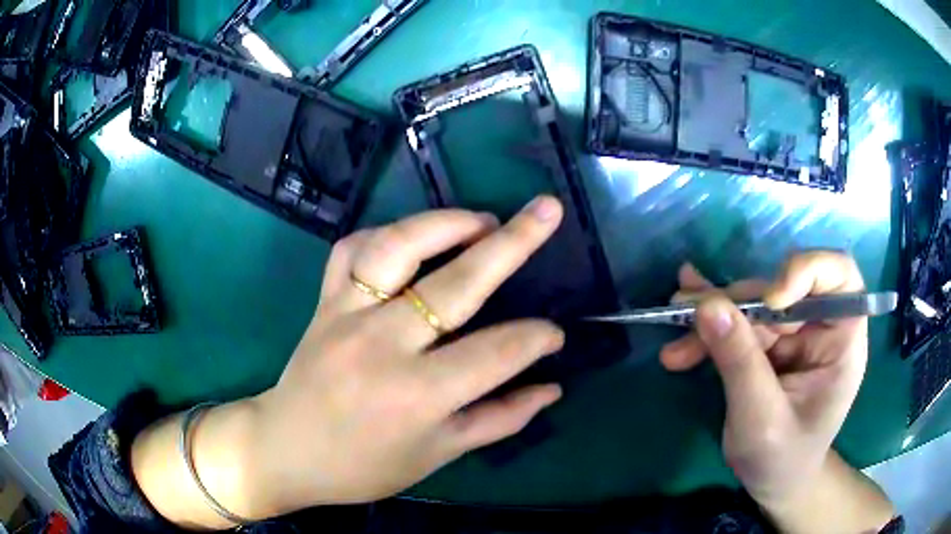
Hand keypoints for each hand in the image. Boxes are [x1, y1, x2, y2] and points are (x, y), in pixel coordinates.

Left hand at [255, 197, 565, 511]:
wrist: (287, 450)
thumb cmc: (364, 466)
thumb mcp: (438, 454)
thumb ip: (500, 419)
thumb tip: (552, 389)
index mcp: (417, 395)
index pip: (496, 352)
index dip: (537, 339)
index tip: (556, 335)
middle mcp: (382, 345)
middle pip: (457, 284)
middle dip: (513, 244)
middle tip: (547, 211)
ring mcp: (346, 315)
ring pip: (397, 247)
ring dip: (445, 223)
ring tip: (483, 219)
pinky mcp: (323, 302)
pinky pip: (351, 249)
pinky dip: (384, 234)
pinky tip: (410, 238)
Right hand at [660, 252, 892, 531]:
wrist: (774, 482)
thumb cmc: (781, 459)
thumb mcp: (760, 419)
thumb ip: (740, 362)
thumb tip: (708, 306)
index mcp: (842, 340)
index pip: (839, 276)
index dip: (807, 271)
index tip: (770, 299)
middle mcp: (820, 326)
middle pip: (781, 289)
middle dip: (736, 303)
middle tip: (686, 317)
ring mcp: (794, 333)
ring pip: (752, 304)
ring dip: (712, 314)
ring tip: (673, 324)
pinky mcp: (770, 343)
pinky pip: (739, 322)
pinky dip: (710, 326)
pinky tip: (683, 323)